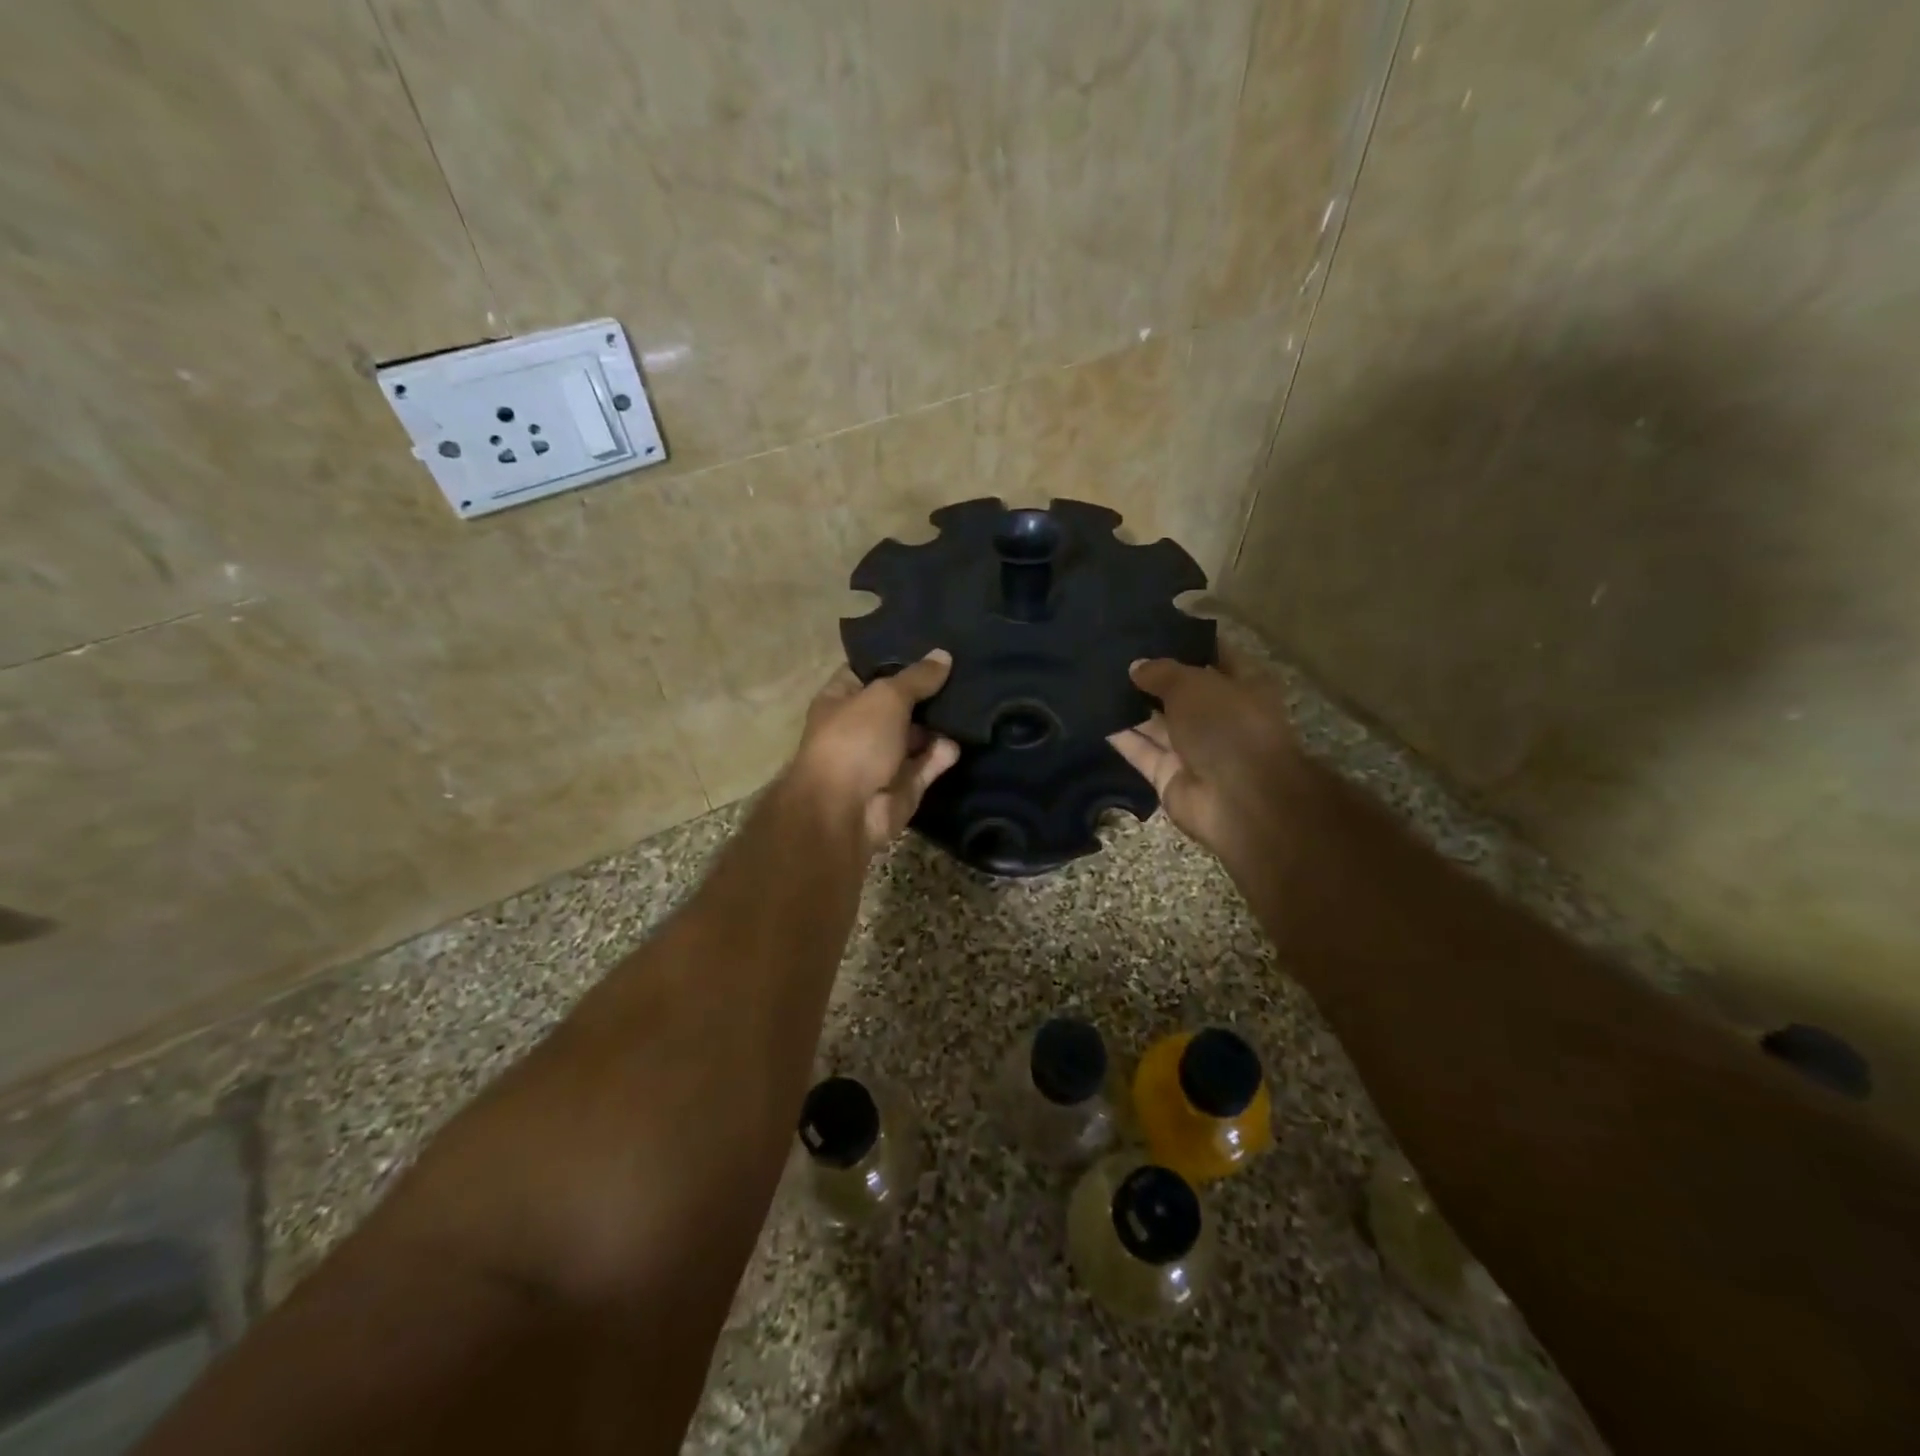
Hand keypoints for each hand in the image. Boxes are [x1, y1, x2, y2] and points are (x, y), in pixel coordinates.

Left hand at [789, 652, 960, 854]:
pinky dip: (943, 754)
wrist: (845, 811)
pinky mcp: (904, 786)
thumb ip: (917, 678)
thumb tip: (943, 655)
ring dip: (940, 723)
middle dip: (928, 691)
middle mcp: (860, 728)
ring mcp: (882, 759)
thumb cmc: (855, 740)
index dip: (895, 659)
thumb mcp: (886, 696)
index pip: (867, 672)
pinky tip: (961, 739)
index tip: (929, 644)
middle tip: (964, 670)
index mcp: (840, 701)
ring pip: (917, 735)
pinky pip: (928, 764)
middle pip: (899, 704)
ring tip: (973, 701)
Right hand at [1107, 648, 1311, 869]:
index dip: (1185, 642)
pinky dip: (1120, 736)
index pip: (1214, 655)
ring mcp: (1194, 749)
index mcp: (1243, 686)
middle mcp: (1219, 716)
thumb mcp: (1194, 684)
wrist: (1239, 800)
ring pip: (1156, 722)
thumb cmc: (1228, 726)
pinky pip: (1141, 750)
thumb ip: (1162, 672)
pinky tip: (1092, 713)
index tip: (1151, 627)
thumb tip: (1136, 666)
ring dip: (1130, 705)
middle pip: (1180, 691)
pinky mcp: (1169, 776)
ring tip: (1094, 678)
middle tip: (1111, 653)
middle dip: (1150, 675)